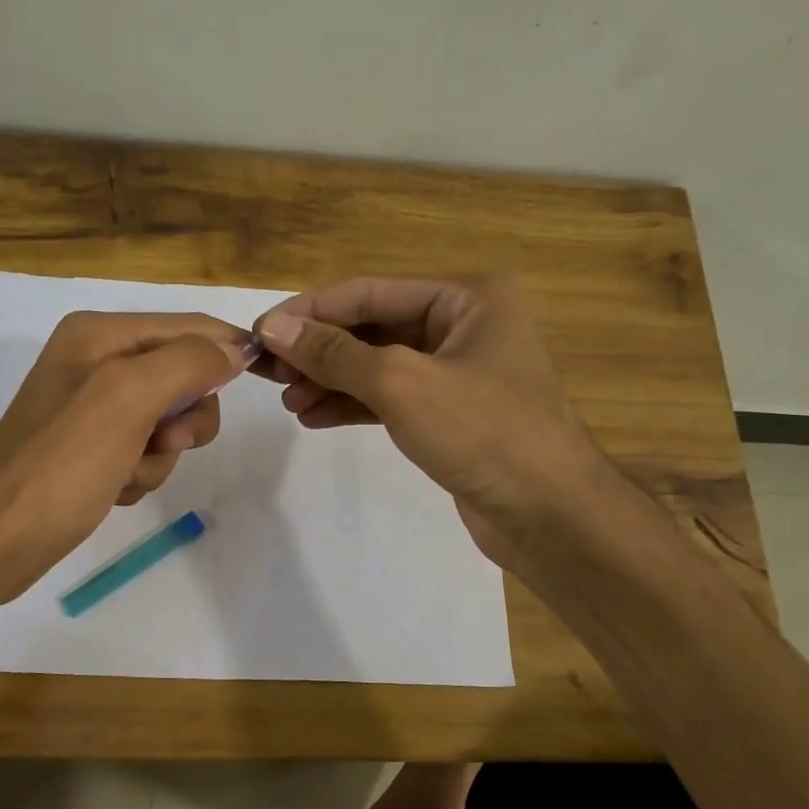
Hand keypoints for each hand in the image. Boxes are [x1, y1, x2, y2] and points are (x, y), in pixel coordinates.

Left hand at [0, 311, 253, 599]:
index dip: (227, 350)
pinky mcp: (93, 448)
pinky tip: (113, 488)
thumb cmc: (62, 464)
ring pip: (169, 422)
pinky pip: (146, 451)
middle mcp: (96, 362)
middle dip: (183, 418)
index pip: (188, 326)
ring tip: (124, 473)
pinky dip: (140, 473)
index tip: (264, 379)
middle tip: (162, 442)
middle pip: (183, 376)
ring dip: (159, 454)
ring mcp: (93, 408)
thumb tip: (234, 349)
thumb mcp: (127, 398)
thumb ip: (187, 362)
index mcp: (99, 334)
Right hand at [253, 273, 602, 567]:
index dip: (310, 311)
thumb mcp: (401, 384)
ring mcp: (457, 370)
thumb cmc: (484, 433)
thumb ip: (334, 353)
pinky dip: (352, 405)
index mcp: (467, 296)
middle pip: (372, 327)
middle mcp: (464, 323)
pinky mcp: (450, 412)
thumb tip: (273, 328)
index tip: (258, 332)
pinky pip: (390, 397)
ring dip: (329, 380)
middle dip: (318, 350)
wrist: (550, 516)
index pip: (369, 292)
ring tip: (286, 401)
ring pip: (377, 364)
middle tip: (265, 372)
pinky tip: (312, 417)